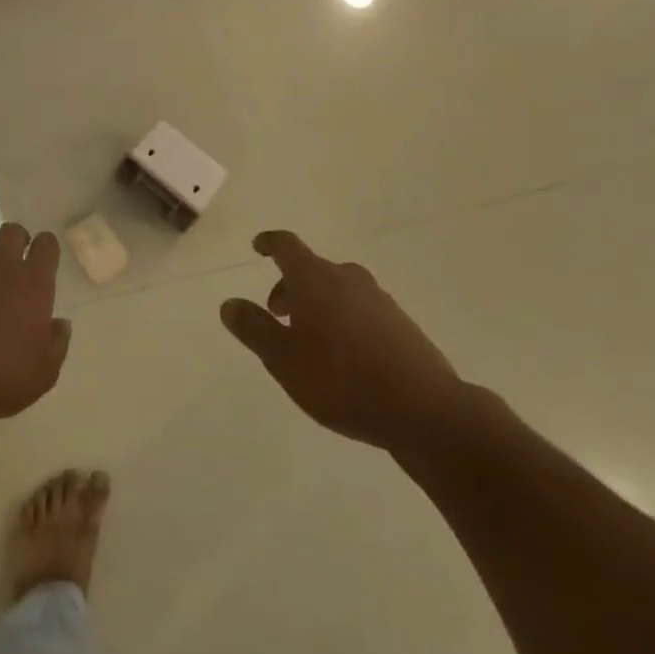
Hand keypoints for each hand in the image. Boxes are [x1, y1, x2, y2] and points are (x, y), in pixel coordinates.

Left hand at [0, 223, 70, 420]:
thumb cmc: (0, 377)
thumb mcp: (43, 373)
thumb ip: (56, 344)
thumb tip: (60, 325)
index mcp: (32, 284)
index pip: (45, 245)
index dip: (46, 247)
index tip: (45, 259)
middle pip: (11, 232)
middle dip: (17, 241)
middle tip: (16, 267)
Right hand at [221, 230, 472, 452]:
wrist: (425, 410)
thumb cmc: (342, 380)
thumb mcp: (283, 359)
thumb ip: (254, 329)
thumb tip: (229, 303)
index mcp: (316, 280)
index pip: (287, 246)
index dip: (270, 243)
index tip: (258, 246)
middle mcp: (348, 279)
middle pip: (313, 269)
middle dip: (291, 286)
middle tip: (277, 314)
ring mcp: (380, 300)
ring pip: (339, 289)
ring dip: (319, 303)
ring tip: (310, 339)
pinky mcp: (402, 325)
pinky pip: (362, 310)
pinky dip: (345, 320)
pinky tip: (345, 355)